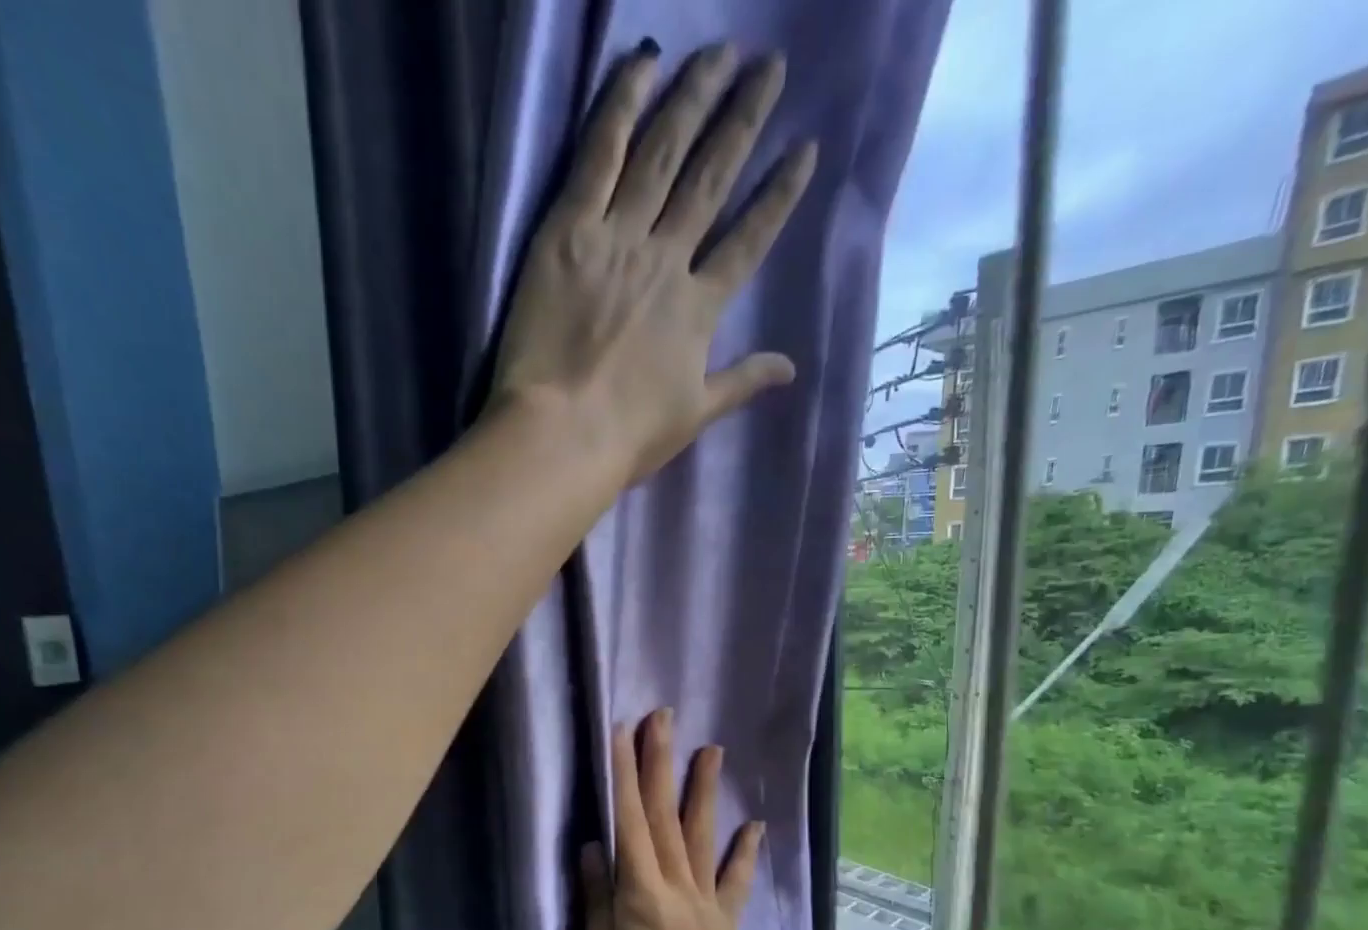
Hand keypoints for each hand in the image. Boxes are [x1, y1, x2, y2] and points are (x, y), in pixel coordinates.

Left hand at [491, 42, 816, 487]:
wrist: (563, 435)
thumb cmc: (628, 437)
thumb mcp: (694, 415)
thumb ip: (742, 382)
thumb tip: (791, 369)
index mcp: (699, 310)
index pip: (748, 241)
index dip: (778, 195)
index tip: (804, 150)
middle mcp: (667, 260)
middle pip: (711, 179)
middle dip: (743, 121)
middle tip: (770, 68)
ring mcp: (618, 238)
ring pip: (662, 153)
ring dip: (694, 98)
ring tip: (721, 54)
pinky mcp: (569, 230)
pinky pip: (599, 154)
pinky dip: (621, 105)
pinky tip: (644, 62)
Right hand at [579, 708, 766, 929]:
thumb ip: (597, 908)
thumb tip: (594, 848)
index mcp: (641, 900)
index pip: (628, 824)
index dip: (623, 774)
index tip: (621, 731)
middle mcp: (678, 892)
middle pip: (664, 817)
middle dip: (660, 764)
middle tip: (662, 717)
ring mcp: (707, 909)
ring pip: (701, 837)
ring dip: (702, 791)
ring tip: (711, 749)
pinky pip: (736, 883)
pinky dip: (744, 853)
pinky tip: (754, 826)